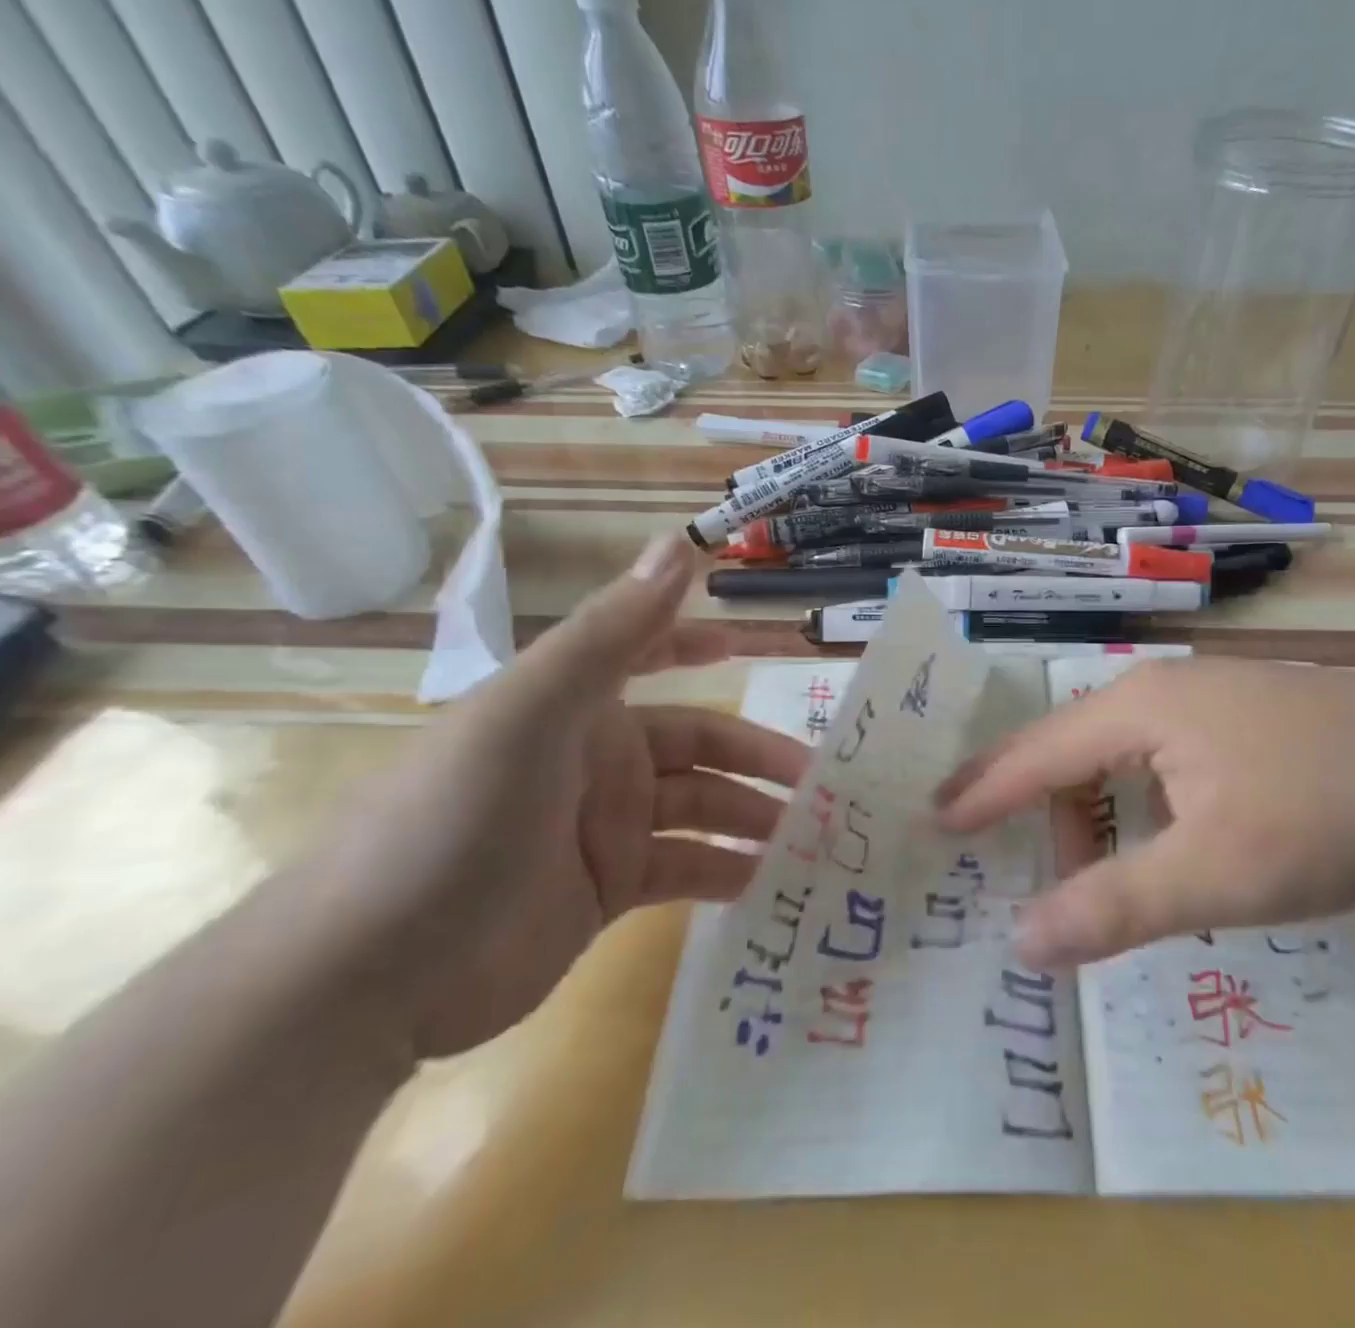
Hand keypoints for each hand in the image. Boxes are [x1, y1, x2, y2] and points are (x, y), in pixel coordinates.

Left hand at [311, 534, 807, 1059]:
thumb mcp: (533, 712)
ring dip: (755, 818)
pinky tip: (767, 883)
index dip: (704, 643)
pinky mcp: (607, 893)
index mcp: (579, 706)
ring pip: (702, 808)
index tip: (765, 646)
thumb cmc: (455, 820)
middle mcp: (599, 758)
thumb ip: (613, 630)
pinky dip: (727, 872)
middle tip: (823, 782)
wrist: (366, 978)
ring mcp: (604, 828)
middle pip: (700, 745)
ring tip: (812, 838)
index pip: (652, 654)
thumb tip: (680, 541)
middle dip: (759, 758)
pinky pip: (685, 870)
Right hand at [936, 659, 1354, 967]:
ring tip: (1112, 876)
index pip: (1038, 752)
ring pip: (1119, 754)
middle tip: (1025, 870)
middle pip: (1073, 749)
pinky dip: (1143, 802)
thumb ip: (1115, 907)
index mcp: (1140, 707)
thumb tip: (1022, 943)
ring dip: (1100, 813)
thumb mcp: (1218, 873)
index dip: (984, 790)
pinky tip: (1172, 840)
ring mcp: (1208, 696)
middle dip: (1043, 811)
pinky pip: (1161, 755)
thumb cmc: (1327, 812)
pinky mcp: (1242, 715)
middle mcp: (1163, 688)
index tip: (935, 818)